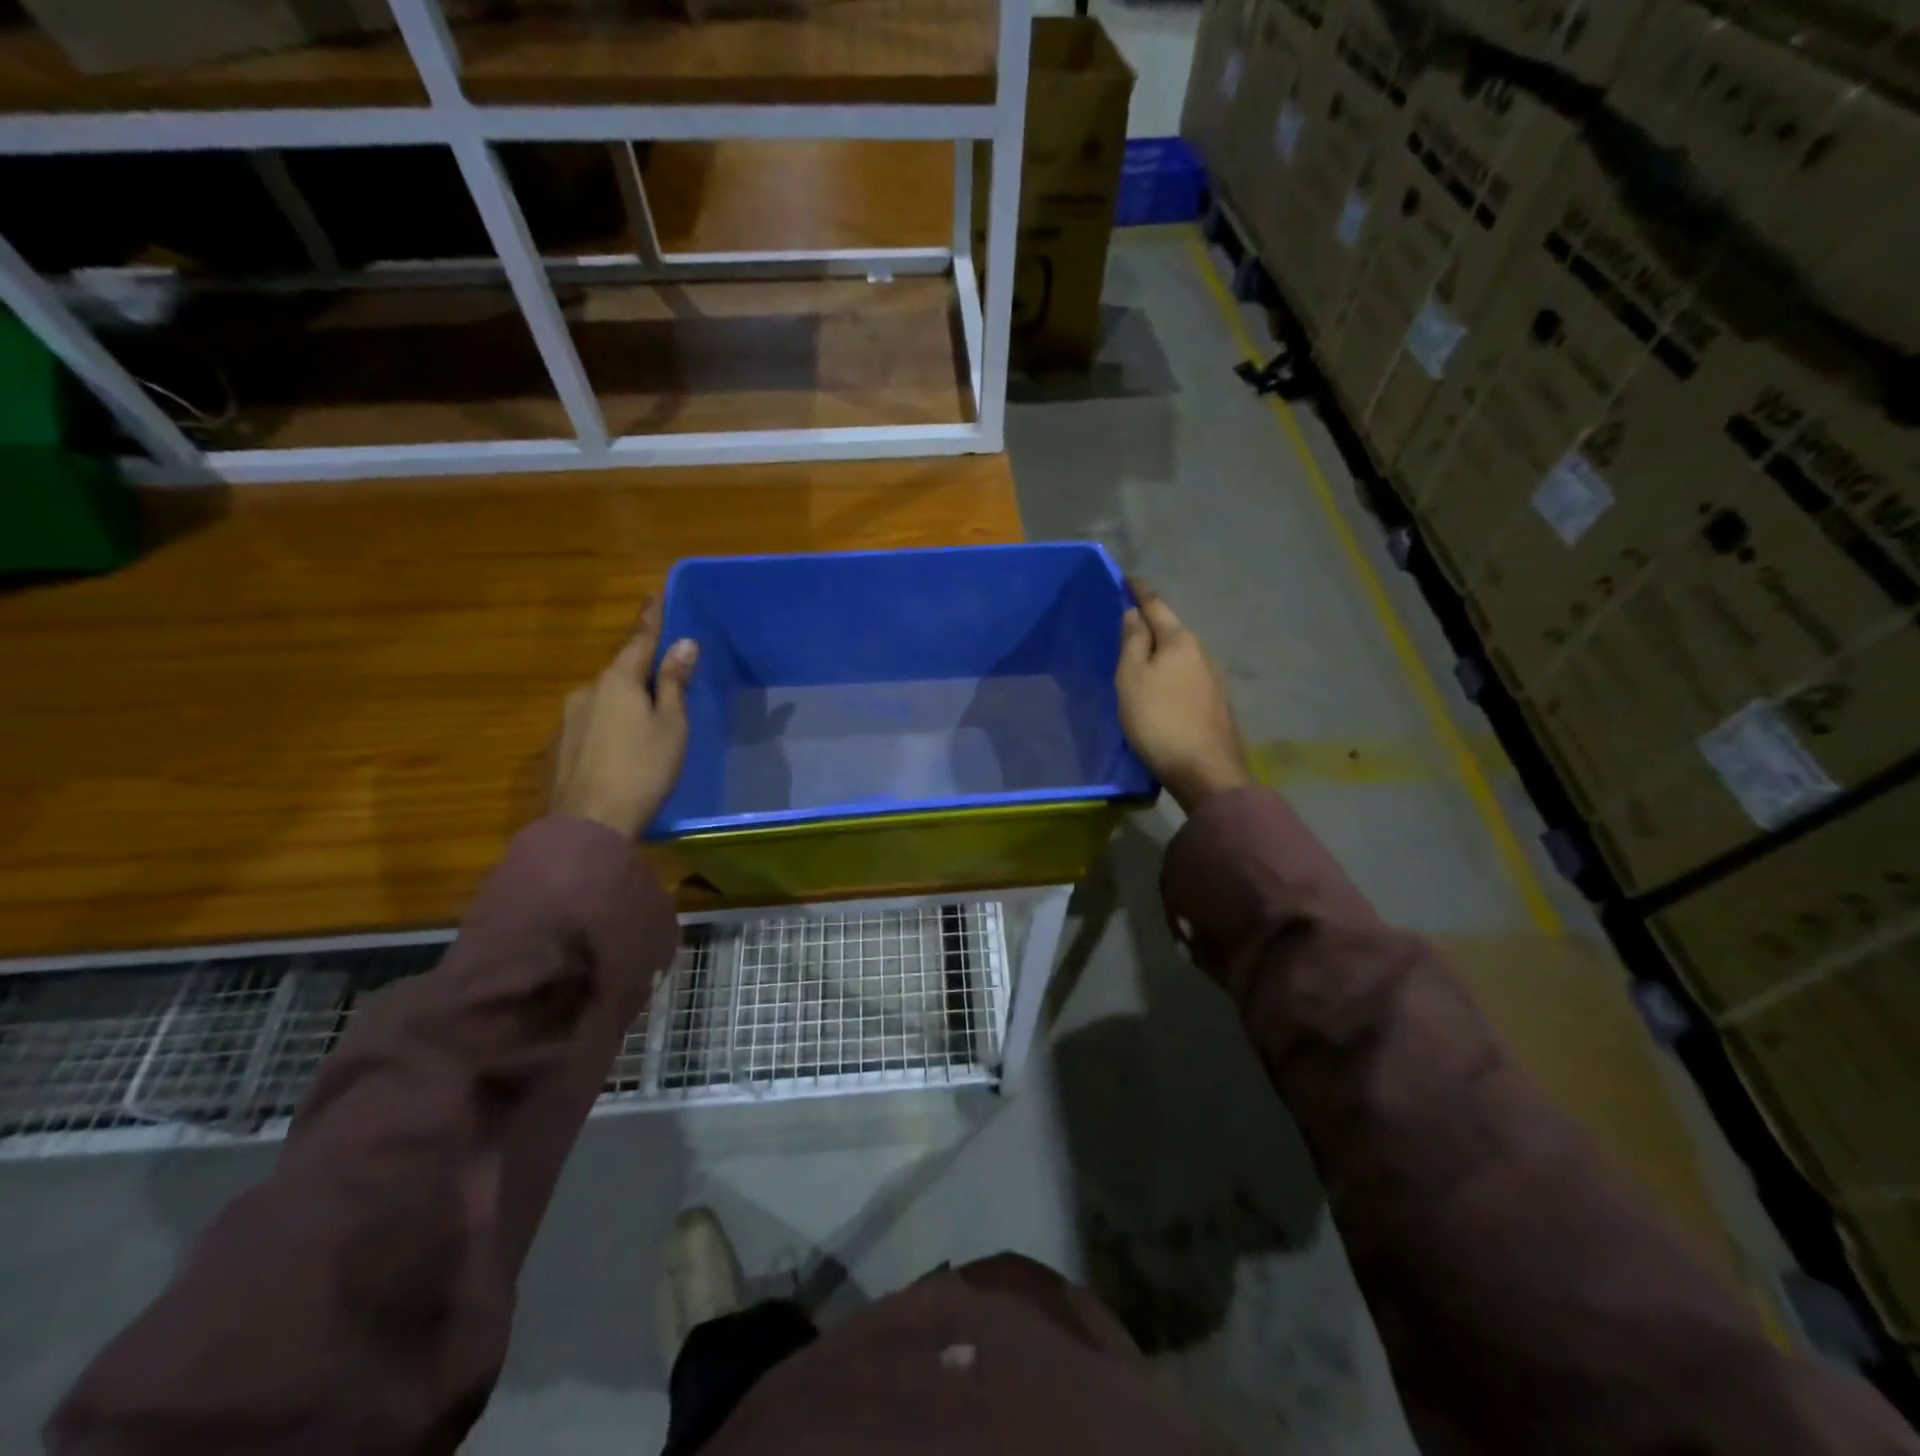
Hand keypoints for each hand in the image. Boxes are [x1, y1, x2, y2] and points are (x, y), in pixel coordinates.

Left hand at [549, 602, 699, 837]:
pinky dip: (610, 727)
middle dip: (639, 673)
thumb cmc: (643, 769)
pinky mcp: (559, 748)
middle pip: (619, 673)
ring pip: (604, 701)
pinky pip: (592, 725)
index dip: (650, 619)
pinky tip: (622, 750)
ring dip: (624, 704)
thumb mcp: (671, 725)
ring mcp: (567, 720)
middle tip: (663, 683)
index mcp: (616, 681)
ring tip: (646, 726)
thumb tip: (683, 643)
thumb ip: (673, 683)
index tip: (653, 594)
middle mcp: (585, 692)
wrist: (589, 824)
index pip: (637, 641)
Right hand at [1116, 583, 1251, 814]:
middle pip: (1173, 629)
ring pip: (1182, 653)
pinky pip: (1188, 674)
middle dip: (1153, 621)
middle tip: (1129, 620)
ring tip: (1142, 654)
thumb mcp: (1132, 679)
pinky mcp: (1216, 703)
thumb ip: (1133, 643)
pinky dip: (1172, 671)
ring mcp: (1214, 678)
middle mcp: (1202, 652)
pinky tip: (1163, 684)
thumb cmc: (1159, 720)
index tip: (1128, 578)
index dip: (1140, 591)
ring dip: (1163, 649)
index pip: (1157, 605)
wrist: (1205, 771)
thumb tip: (1135, 614)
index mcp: (1180, 641)